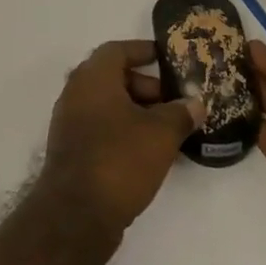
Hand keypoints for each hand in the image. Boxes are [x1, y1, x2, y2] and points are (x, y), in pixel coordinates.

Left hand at [42, 40, 204, 240]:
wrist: (76, 214)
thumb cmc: (119, 159)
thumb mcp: (160, 134)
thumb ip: (180, 113)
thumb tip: (195, 103)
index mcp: (93, 76)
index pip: (118, 50)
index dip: (144, 51)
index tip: (167, 58)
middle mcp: (76, 91)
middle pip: (114, 77)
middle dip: (147, 87)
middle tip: (176, 103)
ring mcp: (70, 121)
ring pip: (109, 104)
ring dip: (138, 112)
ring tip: (169, 130)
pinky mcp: (72, 149)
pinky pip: (102, 127)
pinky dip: (124, 130)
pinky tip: (149, 152)